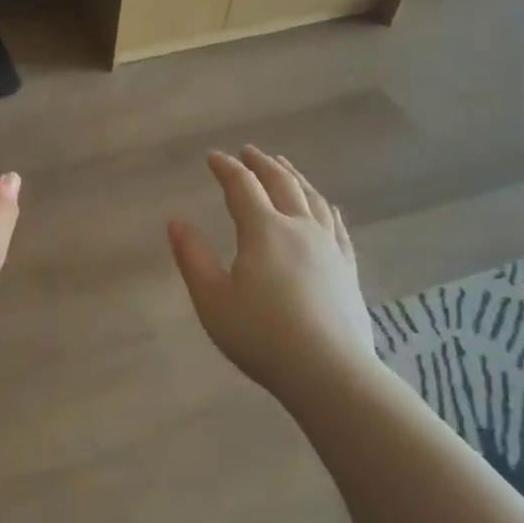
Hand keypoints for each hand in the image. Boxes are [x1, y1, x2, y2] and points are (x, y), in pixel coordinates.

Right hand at [168, 148, 381, 398]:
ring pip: (312, 199)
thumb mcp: (212, 299)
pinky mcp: (347, 268)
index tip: (212, 157)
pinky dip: (326, 207)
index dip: (226, 168)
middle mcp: (300, 228)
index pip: (242, 187)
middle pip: (282, 183)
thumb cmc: (260, 335)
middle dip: (262, 164)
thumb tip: (176, 222)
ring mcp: (329, 247)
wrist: (328, 371)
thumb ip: (192, 257)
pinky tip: (326, 207)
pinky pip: (337, 225)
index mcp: (264, 231)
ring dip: (294, 177)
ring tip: (285, 166)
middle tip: (249, 151)